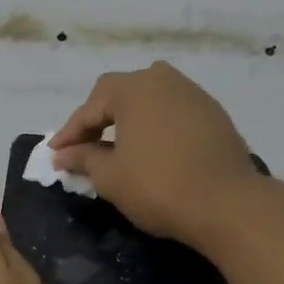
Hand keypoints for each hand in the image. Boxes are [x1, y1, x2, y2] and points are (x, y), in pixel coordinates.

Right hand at [49, 61, 260, 247]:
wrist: (227, 204)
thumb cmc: (158, 186)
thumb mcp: (110, 176)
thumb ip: (83, 159)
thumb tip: (63, 155)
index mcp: (134, 88)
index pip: (90, 106)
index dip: (70, 132)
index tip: (56, 154)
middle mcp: (164, 80)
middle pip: (120, 93)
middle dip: (99, 119)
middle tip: (84, 147)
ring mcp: (194, 94)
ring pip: (150, 100)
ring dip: (129, 120)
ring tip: (117, 147)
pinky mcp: (214, 114)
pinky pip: (173, 112)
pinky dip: (156, 126)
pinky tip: (152, 150)